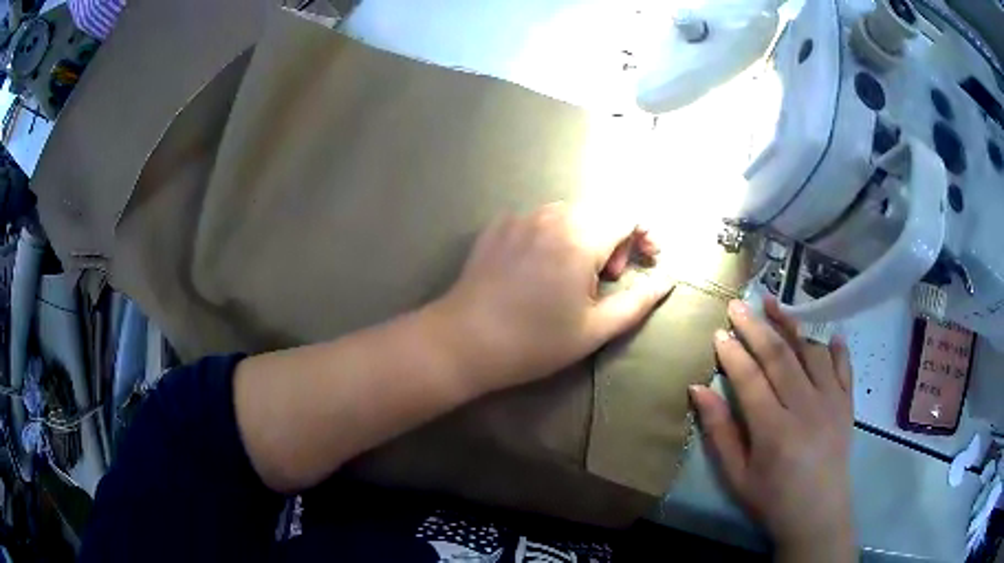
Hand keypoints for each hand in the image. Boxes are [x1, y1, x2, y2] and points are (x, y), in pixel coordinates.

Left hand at [431, 202, 672, 392]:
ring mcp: (519, 217)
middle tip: (608, 277)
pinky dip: (553, 235)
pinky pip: (538, 219)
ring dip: (585, 234)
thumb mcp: (595, 329)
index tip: (646, 261)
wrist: (464, 342)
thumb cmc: (534, 342)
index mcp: (580, 237)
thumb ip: (638, 301)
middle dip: (615, 238)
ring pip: (569, 213)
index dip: (644, 235)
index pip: (628, 214)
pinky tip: (540, 268)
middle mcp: (551, 216)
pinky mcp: (496, 226)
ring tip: (574, 274)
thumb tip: (666, 280)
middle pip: (600, 210)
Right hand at [689, 297, 855, 560]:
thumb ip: (719, 432)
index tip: (719, 332)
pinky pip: (843, 366)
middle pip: (779, 356)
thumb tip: (698, 390)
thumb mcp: (736, 475)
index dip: (732, 353)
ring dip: (791, 325)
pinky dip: (835, 347)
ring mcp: (831, 402)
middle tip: (738, 305)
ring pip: (810, 352)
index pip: (750, 379)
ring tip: (774, 304)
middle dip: (756, 327)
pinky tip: (828, 333)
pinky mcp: (847, 403)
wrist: (818, 514)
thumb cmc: (772, 499)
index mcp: (774, 430)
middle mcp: (805, 407)